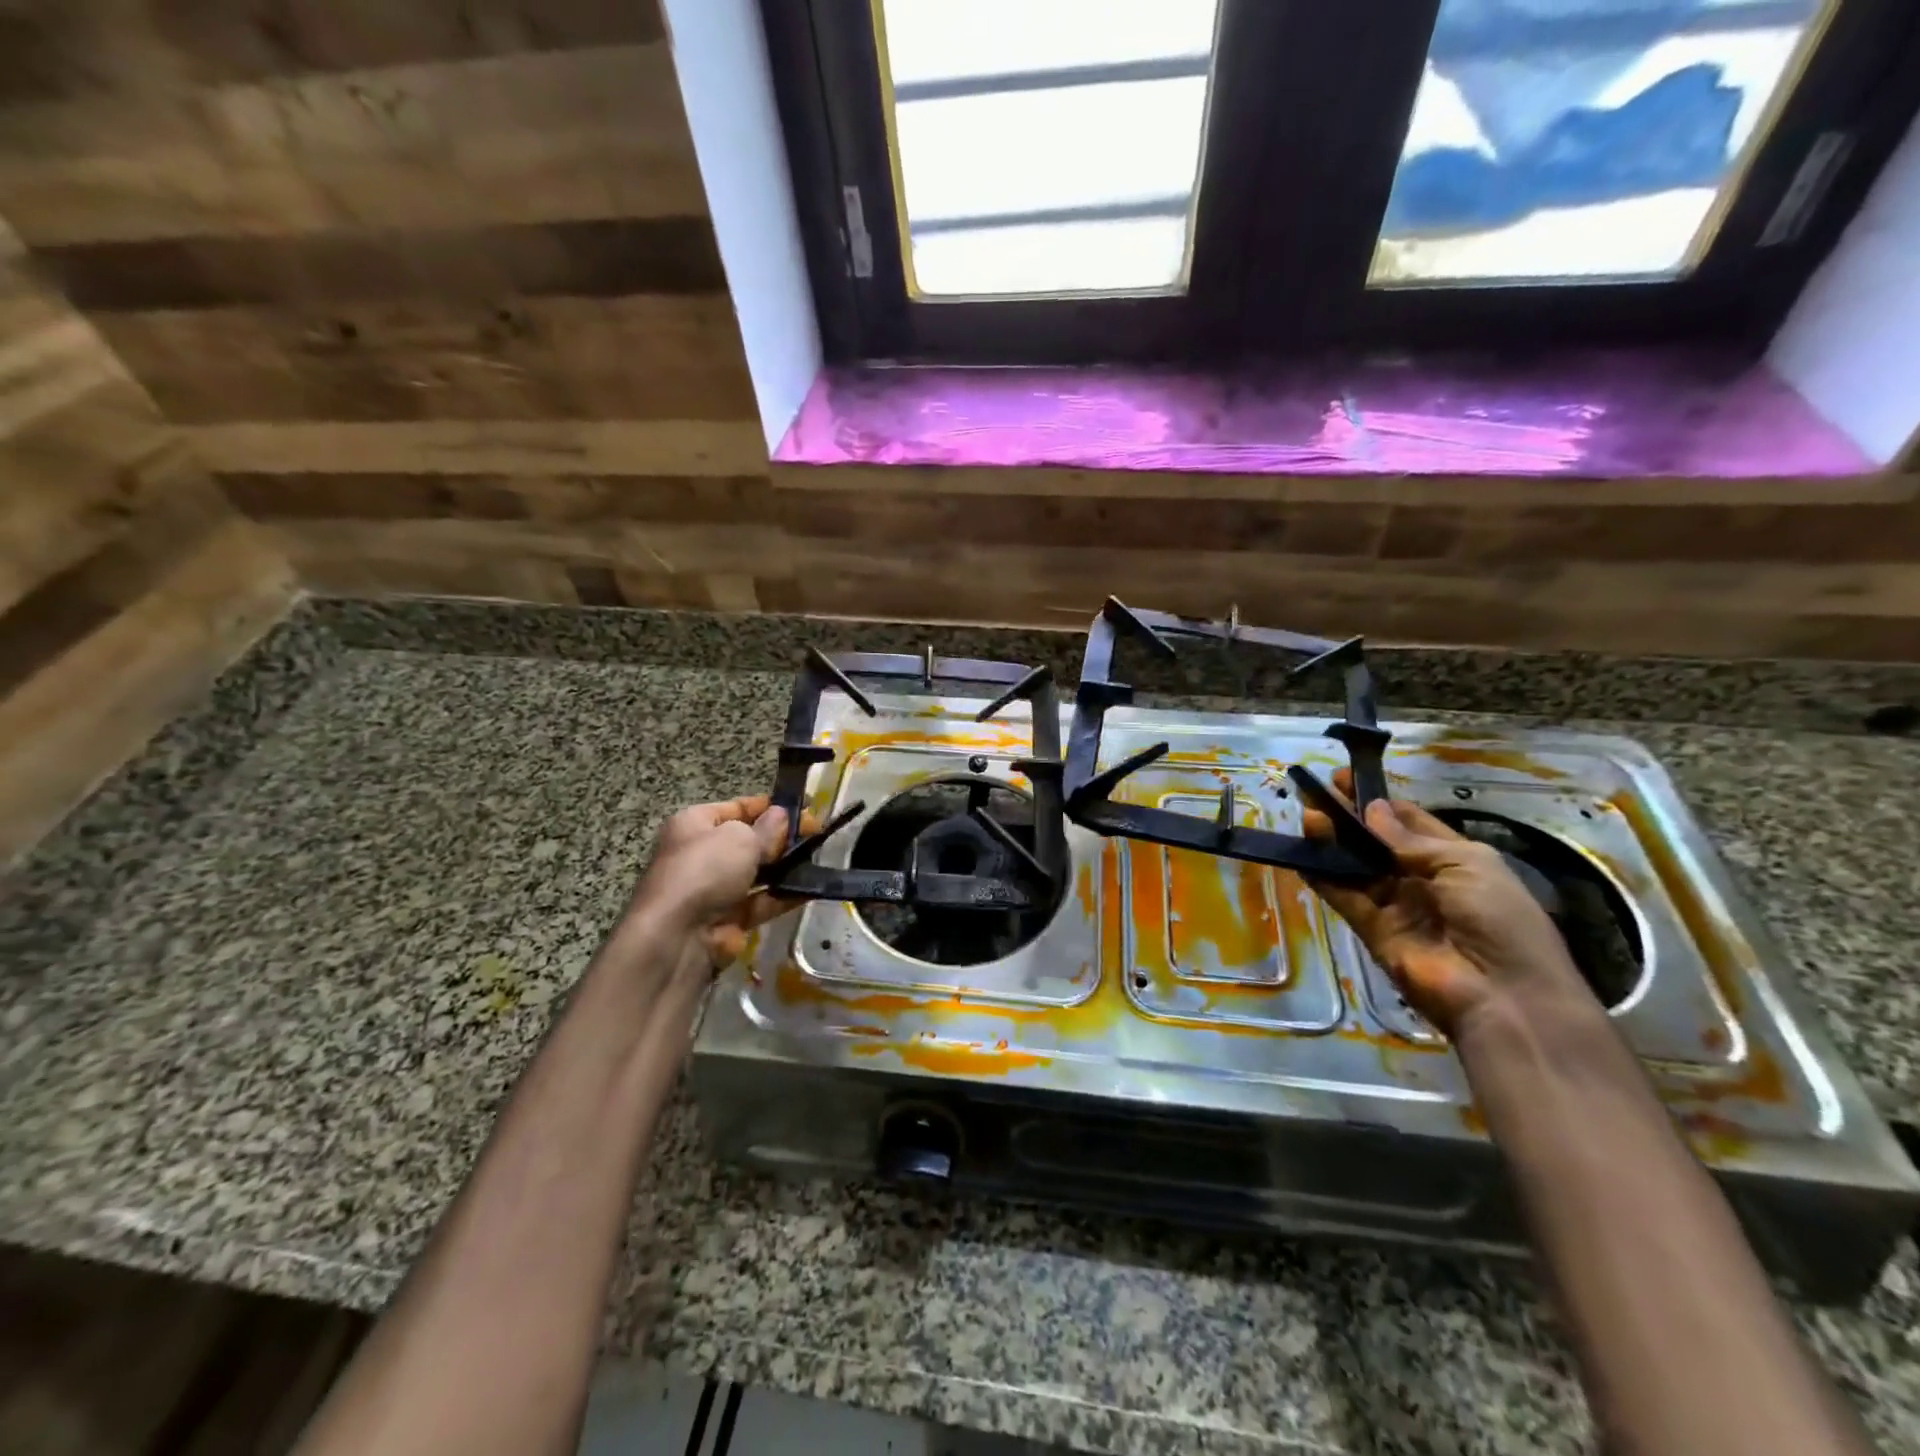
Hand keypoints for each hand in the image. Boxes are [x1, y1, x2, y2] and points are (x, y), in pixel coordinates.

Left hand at [634, 795, 799, 966]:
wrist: (678, 936)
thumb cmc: (705, 870)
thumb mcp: (741, 838)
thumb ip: (767, 828)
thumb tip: (782, 817)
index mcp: (693, 824)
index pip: (735, 808)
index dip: (768, 806)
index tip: (802, 808)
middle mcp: (701, 854)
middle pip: (748, 841)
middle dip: (780, 838)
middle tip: (815, 834)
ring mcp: (714, 889)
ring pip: (757, 873)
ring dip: (785, 867)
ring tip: (818, 859)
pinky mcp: (728, 919)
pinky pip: (761, 902)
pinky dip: (783, 896)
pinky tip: (810, 888)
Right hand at [1302, 769, 1602, 1042]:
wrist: (1504, 998)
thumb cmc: (1500, 920)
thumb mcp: (1466, 865)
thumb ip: (1409, 840)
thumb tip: (1371, 809)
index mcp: (1456, 860)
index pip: (1410, 823)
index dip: (1379, 801)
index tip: (1345, 780)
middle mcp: (1423, 880)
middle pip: (1376, 843)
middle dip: (1349, 818)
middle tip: (1316, 792)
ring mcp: (1396, 906)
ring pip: (1356, 867)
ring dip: (1332, 843)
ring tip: (1307, 817)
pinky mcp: (1373, 930)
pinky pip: (1344, 897)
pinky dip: (1323, 878)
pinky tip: (1302, 855)